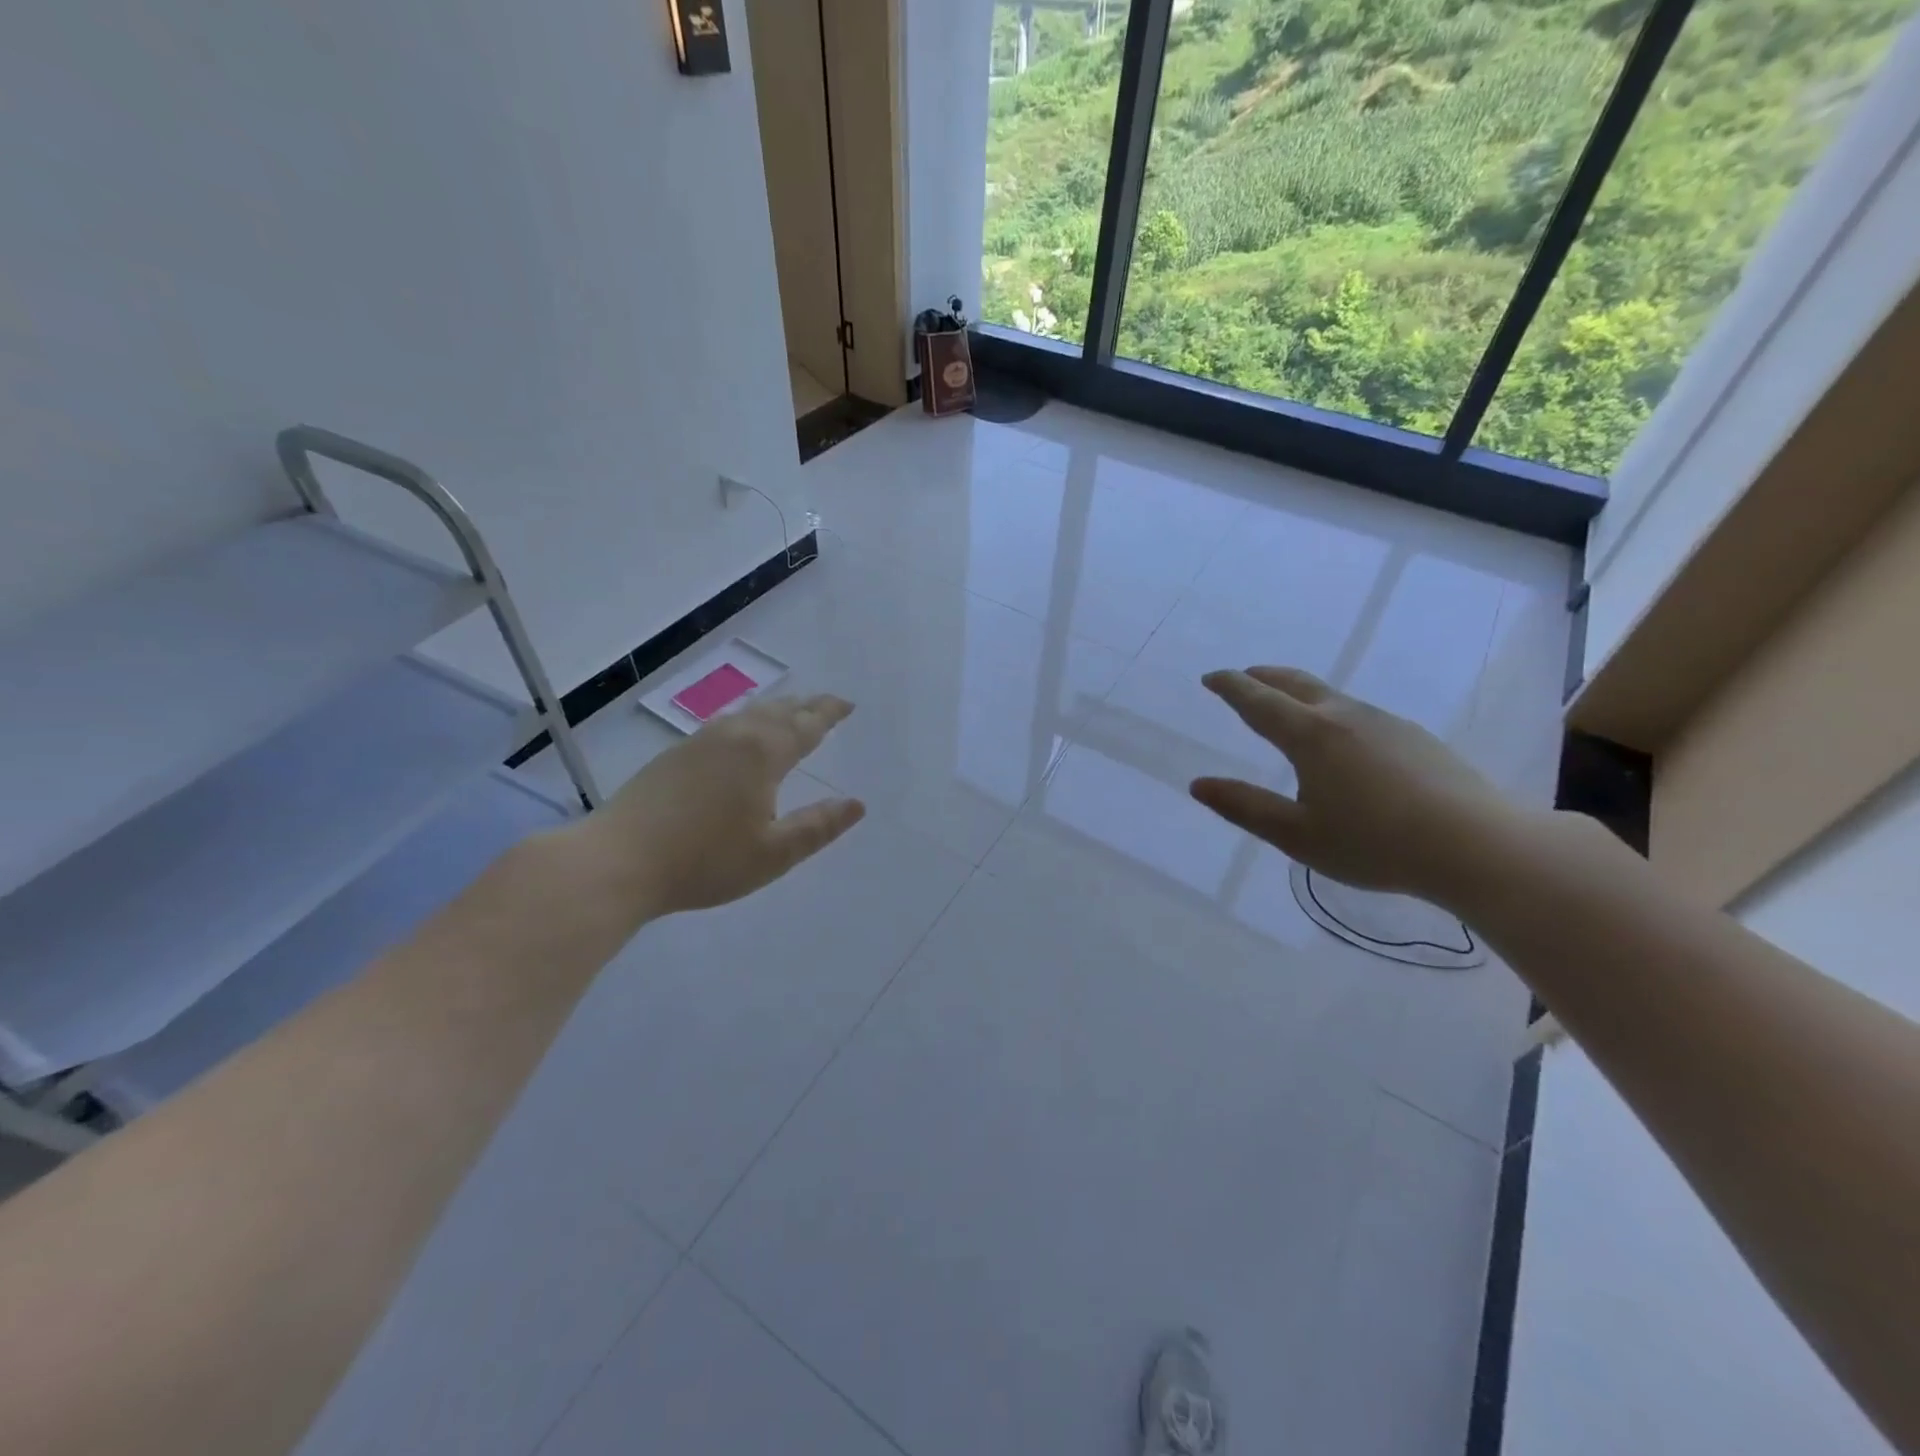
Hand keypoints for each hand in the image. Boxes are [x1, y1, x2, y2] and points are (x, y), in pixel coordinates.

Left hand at [570, 694, 866, 918]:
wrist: (618, 860)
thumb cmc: (705, 860)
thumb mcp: (773, 853)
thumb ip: (818, 827)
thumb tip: (856, 804)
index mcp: (762, 754)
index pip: (806, 725)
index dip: (829, 714)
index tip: (847, 705)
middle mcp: (733, 736)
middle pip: (777, 711)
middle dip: (805, 706)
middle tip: (825, 704)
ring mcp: (699, 742)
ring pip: (747, 713)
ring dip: (775, 709)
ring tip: (789, 711)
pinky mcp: (674, 755)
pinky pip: (724, 723)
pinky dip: (746, 720)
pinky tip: (738, 732)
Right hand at [1188, 666, 1526, 905]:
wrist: (1478, 846)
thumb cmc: (1375, 843)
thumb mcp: (1297, 835)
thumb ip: (1245, 807)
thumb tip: (1199, 785)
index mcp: (1310, 735)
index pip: (1258, 701)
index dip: (1231, 687)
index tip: (1211, 677)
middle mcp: (1345, 716)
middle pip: (1295, 683)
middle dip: (1263, 677)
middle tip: (1243, 677)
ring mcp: (1385, 722)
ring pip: (1330, 695)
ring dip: (1298, 692)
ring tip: (1286, 706)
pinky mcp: (1414, 737)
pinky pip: (1357, 712)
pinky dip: (1330, 711)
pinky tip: (1341, 739)